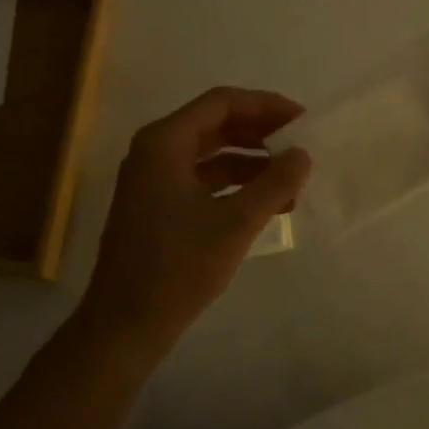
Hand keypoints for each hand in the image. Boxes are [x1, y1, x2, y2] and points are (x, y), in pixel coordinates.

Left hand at [78, 87, 311, 345]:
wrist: (125, 325)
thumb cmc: (177, 268)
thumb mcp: (235, 224)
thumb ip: (274, 184)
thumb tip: (303, 155)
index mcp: (164, 143)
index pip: (221, 103)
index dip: (265, 106)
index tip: (302, 121)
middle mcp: (155, 152)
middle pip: (216, 125)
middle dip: (261, 134)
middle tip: (300, 146)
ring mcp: (154, 180)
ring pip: (211, 155)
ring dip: (251, 163)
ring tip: (292, 181)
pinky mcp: (158, 207)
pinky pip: (203, 181)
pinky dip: (235, 186)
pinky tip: (267, 204)